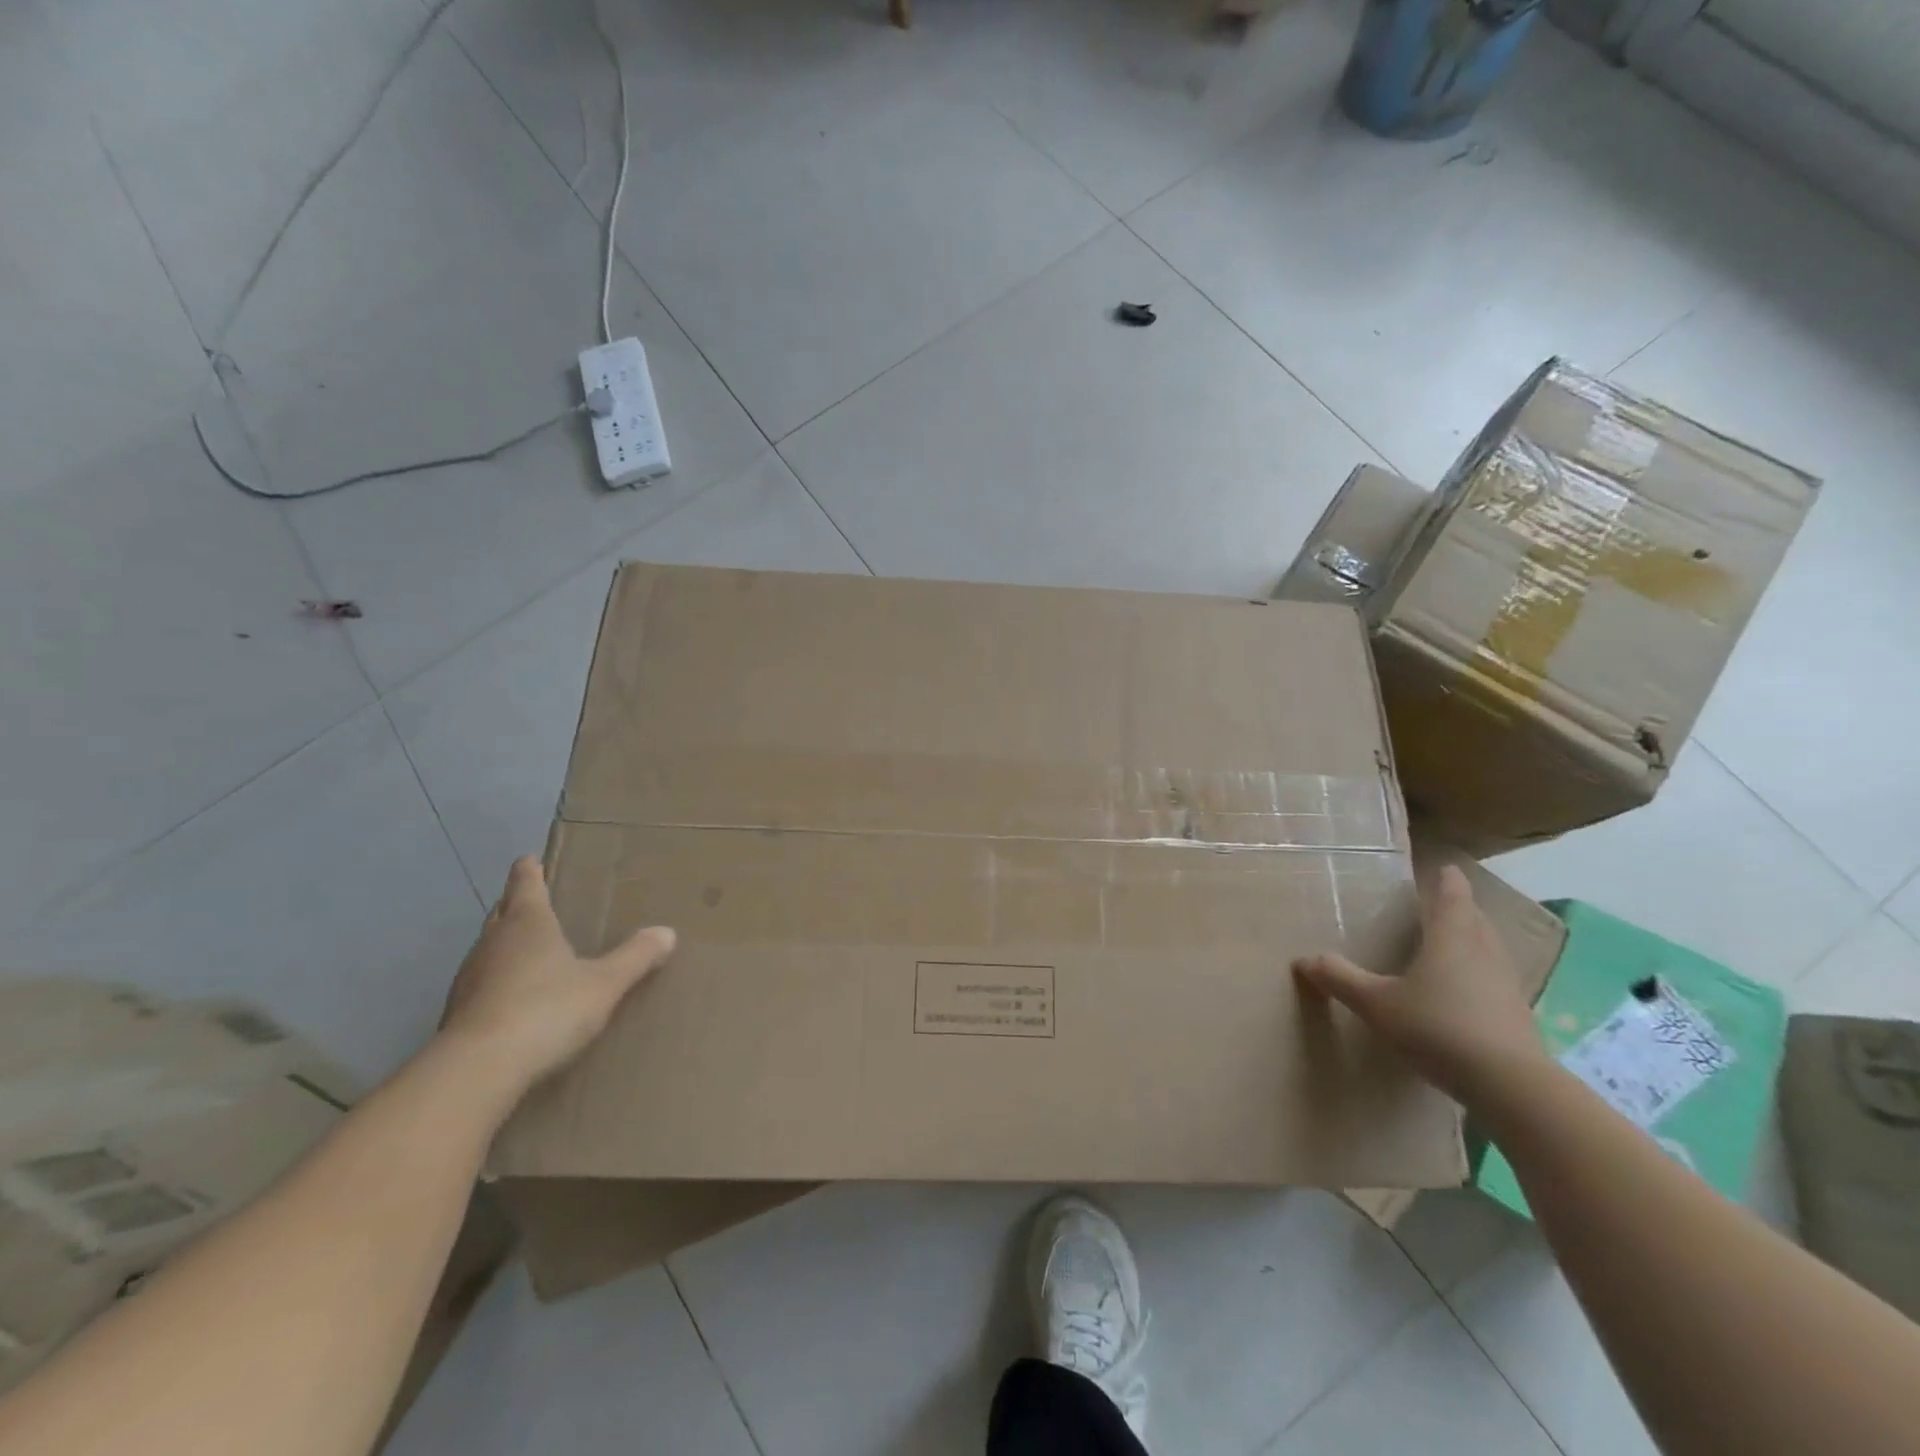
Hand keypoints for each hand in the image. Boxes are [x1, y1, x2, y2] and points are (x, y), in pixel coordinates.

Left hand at [438, 856, 675, 1098]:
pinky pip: (480, 984)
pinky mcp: (456, 1014)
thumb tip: (667, 932)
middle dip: (516, 905)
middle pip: (502, 913)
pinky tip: (512, 999)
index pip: (526, 884)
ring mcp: (469, 978)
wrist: (477, 1071)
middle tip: (533, 901)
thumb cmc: (546, 1010)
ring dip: (504, 945)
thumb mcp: (604, 984)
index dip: (529, 871)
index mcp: (528, 923)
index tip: (529, 859)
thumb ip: (635, 957)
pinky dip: (496, 982)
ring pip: (488, 949)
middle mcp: (493, 942)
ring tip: (527, 950)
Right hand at [1292, 864, 1546, 1104]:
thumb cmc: (1438, 1028)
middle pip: (1475, 919)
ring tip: (1454, 942)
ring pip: (1490, 949)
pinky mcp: (1518, 1015)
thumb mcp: (1377, 1004)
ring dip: (1474, 939)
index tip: (1445, 868)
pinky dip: (1481, 973)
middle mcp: (1483, 952)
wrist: (1511, 1086)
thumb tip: (1303, 959)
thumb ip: (1341, 979)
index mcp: (1451, 938)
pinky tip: (1467, 991)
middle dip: (1460, 908)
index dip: (1448, 880)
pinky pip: (1496, 979)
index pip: (1452, 896)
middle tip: (1442, 903)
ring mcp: (1506, 984)